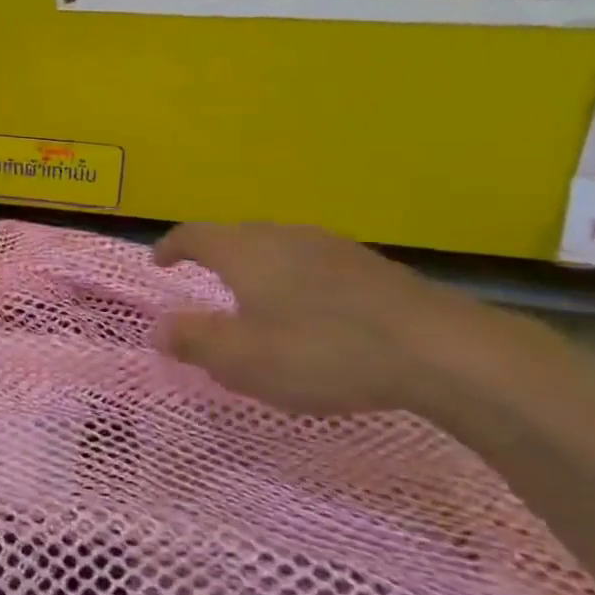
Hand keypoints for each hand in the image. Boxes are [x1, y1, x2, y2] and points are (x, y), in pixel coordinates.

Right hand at [153, 221, 539, 417]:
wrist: (437, 348)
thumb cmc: (320, 350)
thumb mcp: (242, 358)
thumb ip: (193, 341)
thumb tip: (157, 328)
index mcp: (244, 251)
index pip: (193, 235)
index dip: (171, 247)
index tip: (158, 262)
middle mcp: (282, 236)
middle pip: (235, 236)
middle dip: (213, 256)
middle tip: (204, 282)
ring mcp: (329, 246)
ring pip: (276, 247)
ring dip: (256, 267)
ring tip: (255, 298)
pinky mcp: (368, 265)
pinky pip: (311, 263)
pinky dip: (294, 280)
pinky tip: (310, 311)